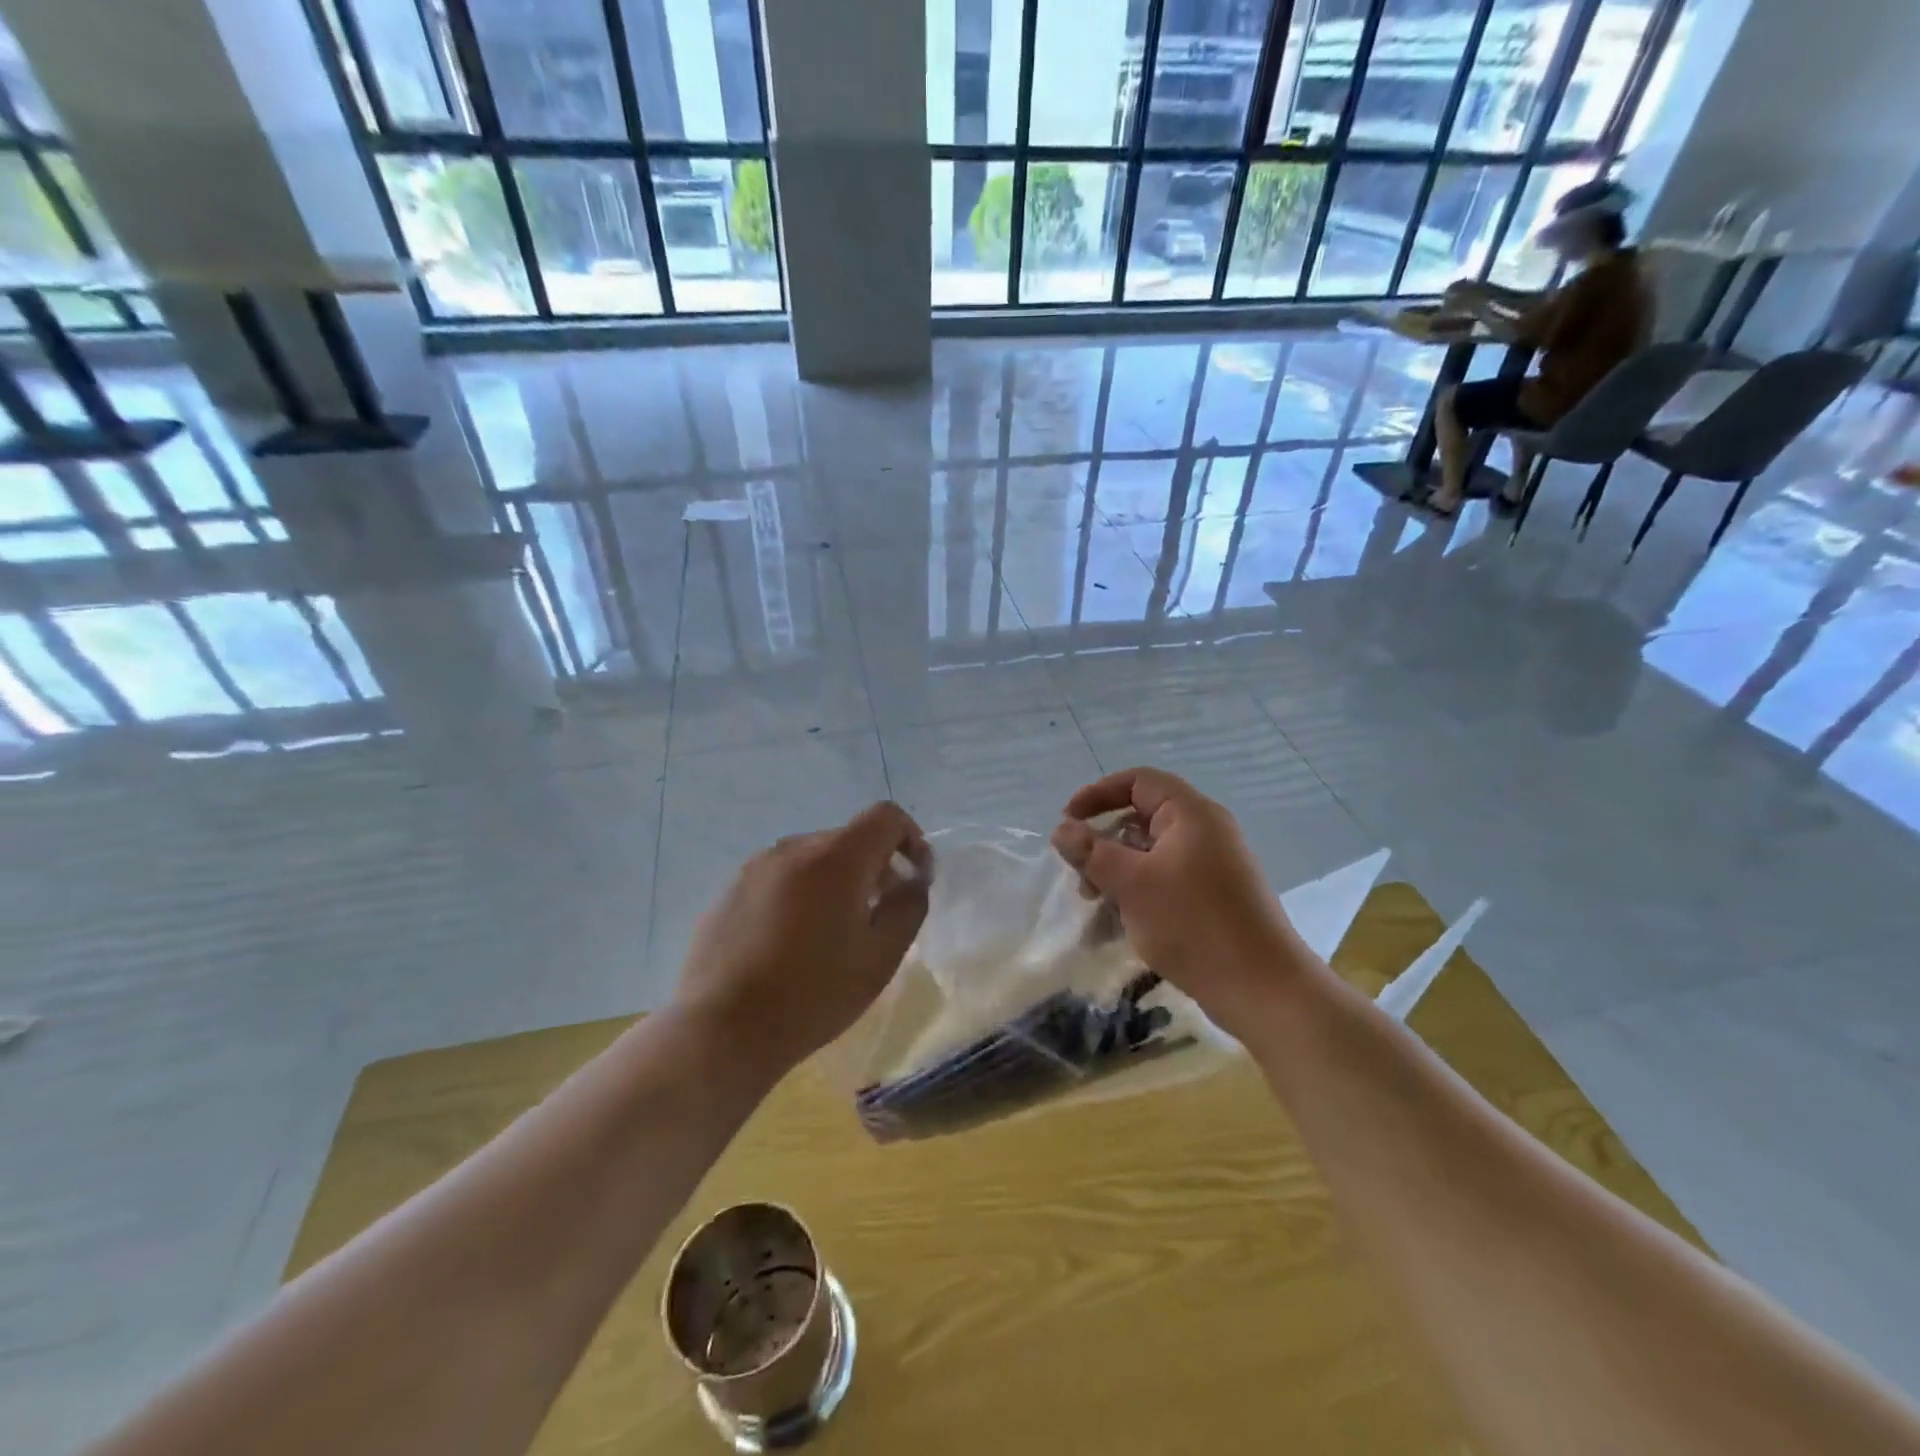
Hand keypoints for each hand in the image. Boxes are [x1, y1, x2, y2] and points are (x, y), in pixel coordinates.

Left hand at [675, 802, 931, 1076]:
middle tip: (877, 915)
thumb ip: (908, 907)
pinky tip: (790, 941)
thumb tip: (911, 880)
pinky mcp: (729, 888)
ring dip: (835, 880)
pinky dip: (799, 893)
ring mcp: (755, 866)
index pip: (885, 816)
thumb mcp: (880, 958)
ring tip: (831, 932)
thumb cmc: (813, 995)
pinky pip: (780, 876)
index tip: (914, 877)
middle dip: (874, 866)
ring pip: (813, 857)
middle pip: (848, 838)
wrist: (723, 1030)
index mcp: (835, 858)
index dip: (910, 838)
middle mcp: (794, 848)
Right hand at [1051, 768, 1316, 1041]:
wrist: (1263, 989)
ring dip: (1116, 875)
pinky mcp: (1213, 897)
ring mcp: (1212, 865)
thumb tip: (1062, 829)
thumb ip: (1091, 852)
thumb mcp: (1131, 884)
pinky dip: (1137, 895)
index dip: (1097, 794)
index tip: (1067, 822)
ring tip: (1094, 909)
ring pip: (1149, 855)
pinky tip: (1115, 928)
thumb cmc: (1193, 924)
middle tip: (1080, 877)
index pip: (1137, 781)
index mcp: (1191, 813)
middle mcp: (1205, 831)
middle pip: (1141, 819)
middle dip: (1103, 845)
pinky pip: (1165, 881)